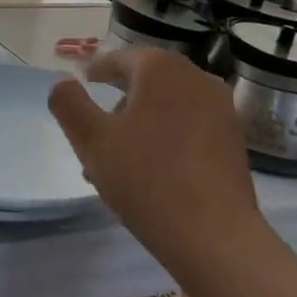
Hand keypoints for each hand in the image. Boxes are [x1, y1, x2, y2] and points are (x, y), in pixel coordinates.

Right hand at [48, 49, 261, 271]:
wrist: (215, 236)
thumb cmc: (146, 179)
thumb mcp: (92, 140)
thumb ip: (69, 104)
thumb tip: (63, 83)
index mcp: (161, 69)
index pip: (120, 59)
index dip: (97, 71)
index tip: (82, 85)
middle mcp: (196, 78)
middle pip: (146, 82)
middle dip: (117, 104)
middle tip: (93, 133)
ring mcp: (220, 110)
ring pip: (166, 108)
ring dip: (139, 125)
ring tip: (116, 163)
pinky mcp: (233, 141)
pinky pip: (188, 127)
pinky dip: (165, 138)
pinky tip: (150, 173)